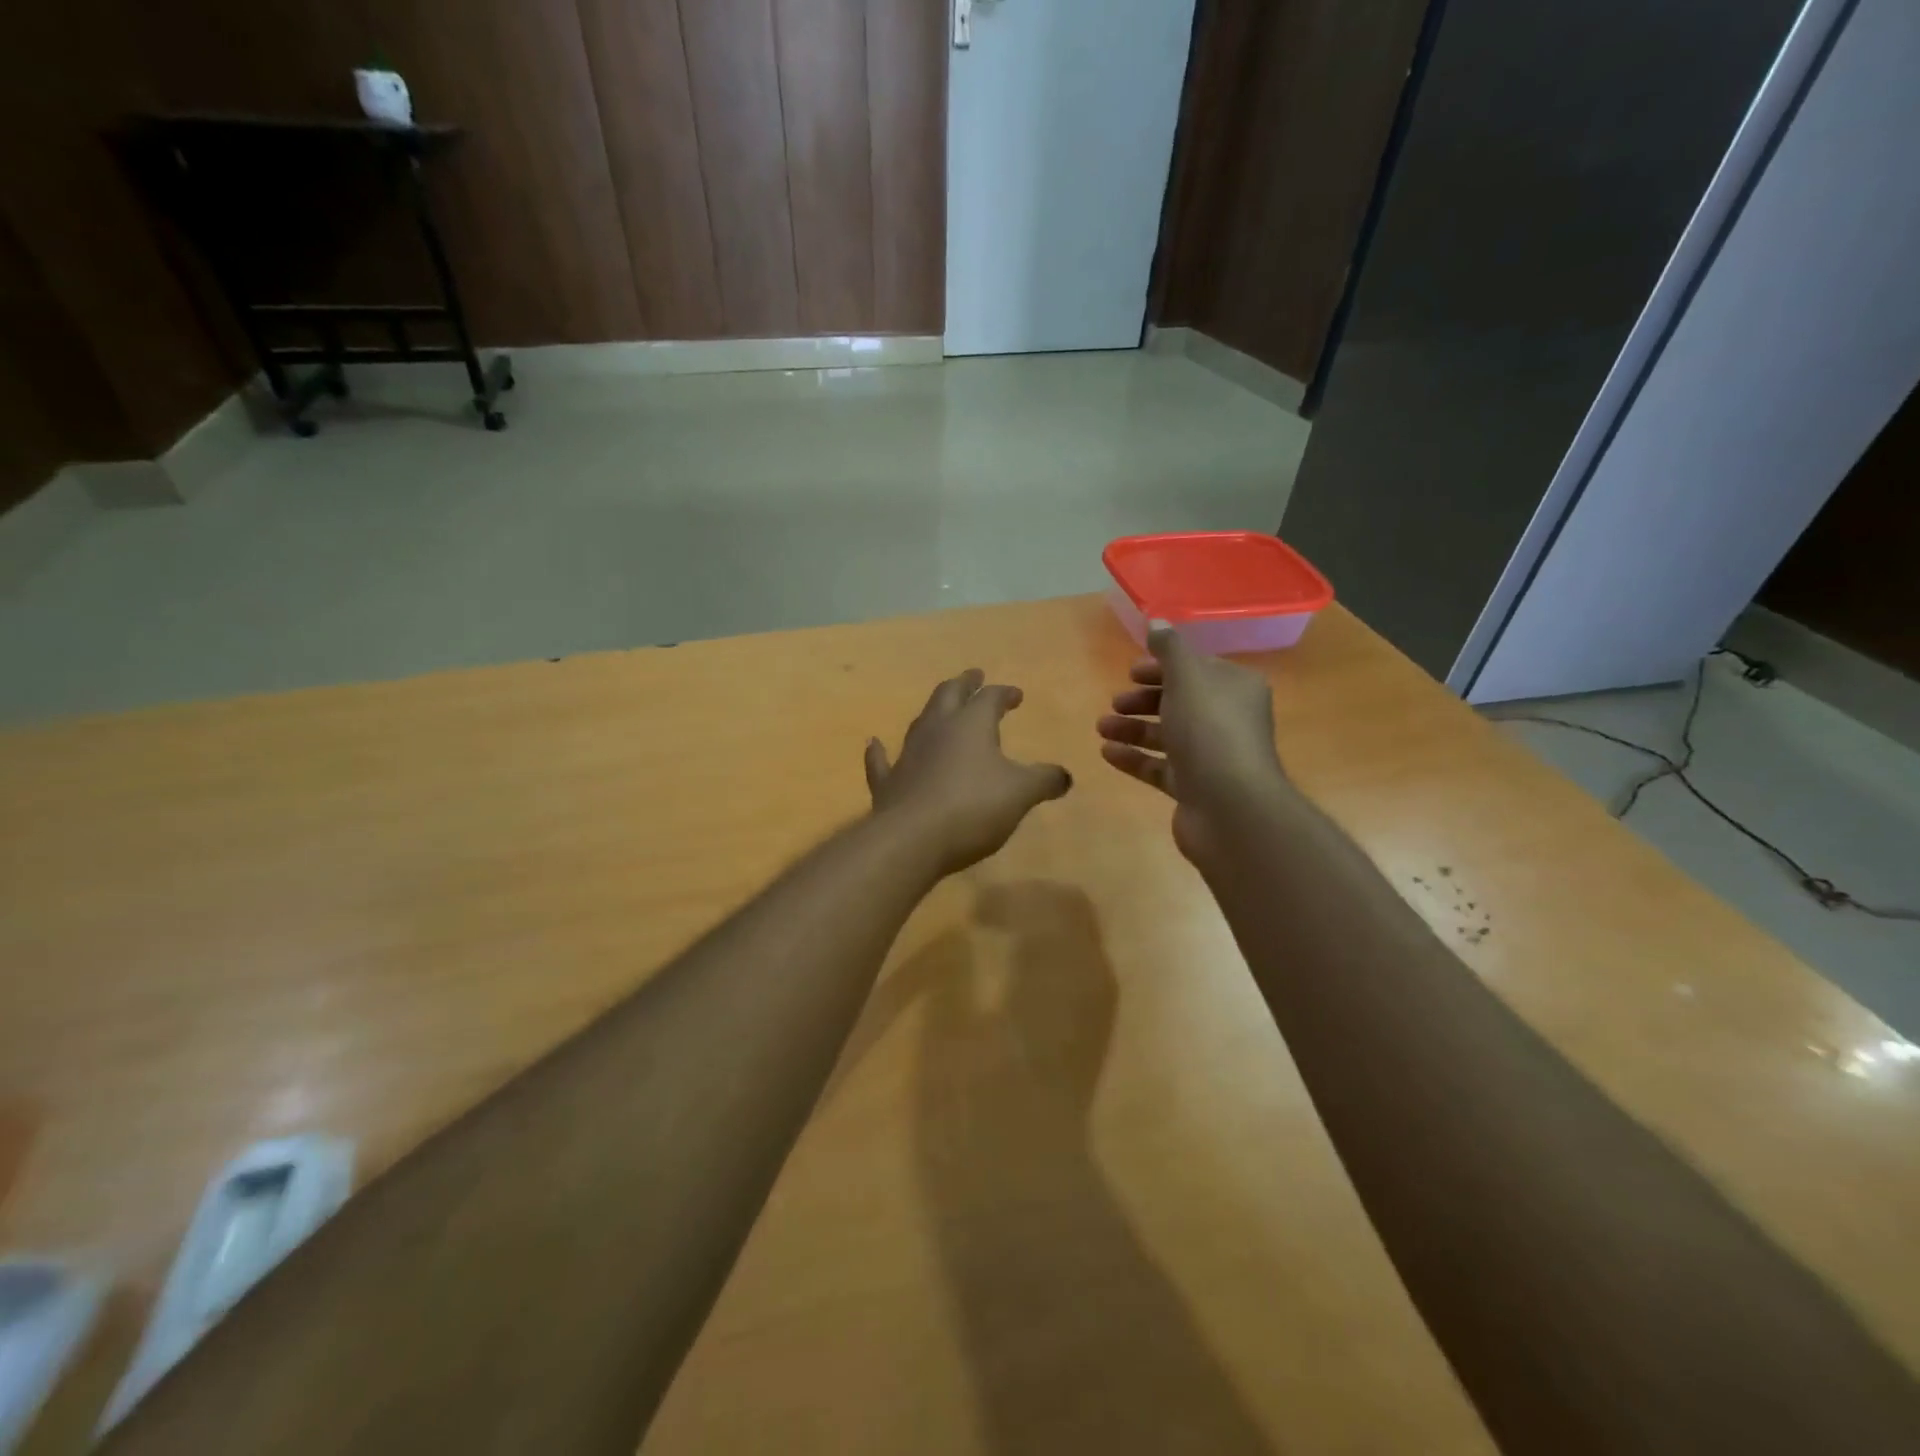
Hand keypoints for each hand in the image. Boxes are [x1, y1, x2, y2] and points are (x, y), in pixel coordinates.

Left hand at [866, 669, 1072, 876]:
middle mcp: (937, 730)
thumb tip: (1064, 776)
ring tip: (941, 707)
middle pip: (949, 695)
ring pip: (920, 722)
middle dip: (964, 684)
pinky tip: (874, 743)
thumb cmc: (973, 807)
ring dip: (932, 711)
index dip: (1004, 694)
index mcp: (971, 725)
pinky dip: (879, 751)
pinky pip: (881, 761)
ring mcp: (907, 754)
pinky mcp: (888, 783)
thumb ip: (1044, 780)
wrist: (912, 839)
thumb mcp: (1021, 794)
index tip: (1016, 695)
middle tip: (973, 677)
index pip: (990, 699)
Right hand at [1095, 627, 1289, 862]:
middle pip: (1179, 702)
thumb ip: (1170, 648)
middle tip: (1116, 702)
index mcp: (1235, 688)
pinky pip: (1159, 767)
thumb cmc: (1209, 730)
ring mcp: (1211, 757)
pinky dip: (1134, 758)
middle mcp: (1227, 720)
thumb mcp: (1188, 677)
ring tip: (1101, 727)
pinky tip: (1107, 752)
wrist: (1230, 806)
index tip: (1131, 671)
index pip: (1197, 669)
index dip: (1163, 667)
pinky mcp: (1194, 788)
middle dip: (1144, 699)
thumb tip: (1156, 622)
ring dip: (1132, 728)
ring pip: (1167, 735)